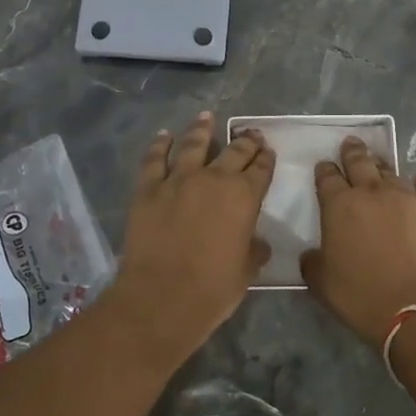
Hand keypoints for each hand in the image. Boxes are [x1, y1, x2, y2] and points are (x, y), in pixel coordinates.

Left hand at [113, 112, 273, 336]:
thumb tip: (257, 242)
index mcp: (244, 197)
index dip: (266, 158)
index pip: (261, 169)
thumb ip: (254, 250)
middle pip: (234, 151)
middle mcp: (214, 179)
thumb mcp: (246, 271)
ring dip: (202, 129)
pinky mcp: (148, 189)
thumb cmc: (212, 290)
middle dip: (244, 141)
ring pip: (193, 145)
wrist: (161, 298)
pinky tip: (164, 136)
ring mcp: (178, 180)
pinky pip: (154, 159)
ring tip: (206, 117)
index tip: (267, 151)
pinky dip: (159, 144)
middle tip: (249, 134)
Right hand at [299, 136, 415, 345]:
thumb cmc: (360, 295)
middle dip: (352, 152)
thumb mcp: (320, 282)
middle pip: (359, 162)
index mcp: (339, 205)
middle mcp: (371, 192)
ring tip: (378, 162)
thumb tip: (314, 254)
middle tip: (350, 145)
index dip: (324, 170)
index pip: (327, 177)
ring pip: (390, 171)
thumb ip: (312, 261)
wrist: (414, 309)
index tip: (324, 167)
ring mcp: (405, 198)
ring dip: (381, 165)